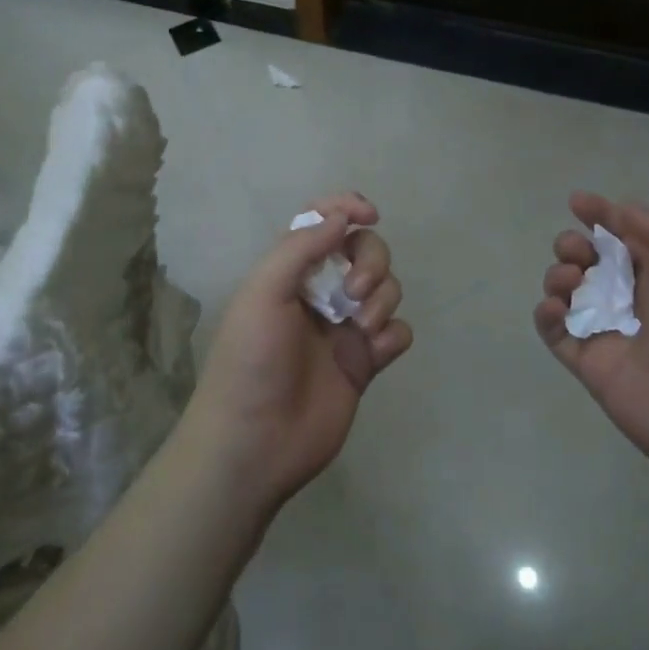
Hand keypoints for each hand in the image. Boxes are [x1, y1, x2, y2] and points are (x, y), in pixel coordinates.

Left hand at [182, 192, 411, 513]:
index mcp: (291, 271)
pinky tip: (374, 351)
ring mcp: (344, 328)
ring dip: (382, 298)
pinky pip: (397, 333)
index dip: (348, 208)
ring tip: (360, 329)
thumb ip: (302, 247)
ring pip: (386, 289)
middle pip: (365, 250)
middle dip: (371, 260)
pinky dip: (393, 335)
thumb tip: (342, 216)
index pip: (324, 222)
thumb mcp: (264, 292)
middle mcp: (320, 292)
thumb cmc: (251, 360)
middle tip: (354, 291)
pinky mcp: (364, 363)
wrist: (255, 441)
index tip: (369, 215)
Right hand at [533, 192, 648, 501]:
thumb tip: (619, 207)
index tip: (577, 201)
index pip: (624, 235)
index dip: (601, 214)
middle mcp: (633, 299)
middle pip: (589, 260)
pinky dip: (545, 314)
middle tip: (577, 251)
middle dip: (573, 245)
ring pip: (567, 292)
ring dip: (558, 275)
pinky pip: (556, 333)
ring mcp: (609, 333)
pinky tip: (555, 308)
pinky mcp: (590, 365)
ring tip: (571, 280)